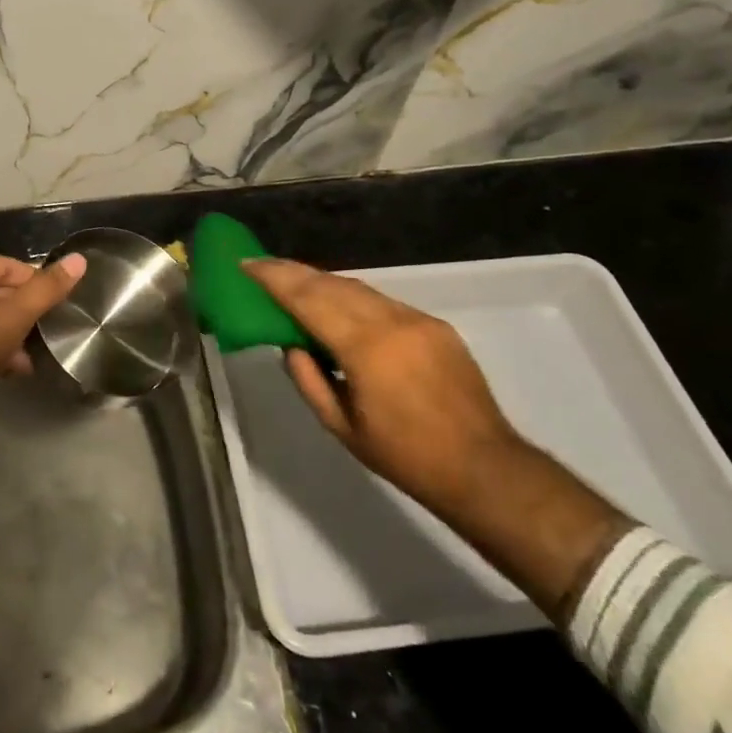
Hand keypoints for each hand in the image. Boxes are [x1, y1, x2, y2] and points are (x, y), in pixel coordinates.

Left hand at [0, 253, 86, 429]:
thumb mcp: (14, 314)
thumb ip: (47, 288)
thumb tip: (79, 260)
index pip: (11, 267)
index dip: (38, 285)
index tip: (59, 306)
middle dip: (26, 313)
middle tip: (50, 330)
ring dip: (13, 335)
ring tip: (37, 352)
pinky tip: (17, 368)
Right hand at [242, 258, 523, 512]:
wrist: (484, 468)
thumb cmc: (405, 457)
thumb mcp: (341, 426)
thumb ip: (308, 379)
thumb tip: (290, 344)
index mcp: (365, 348)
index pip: (308, 299)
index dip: (274, 278)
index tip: (247, 264)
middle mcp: (391, 321)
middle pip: (332, 284)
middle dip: (294, 272)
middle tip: (262, 266)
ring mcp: (417, 319)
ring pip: (359, 288)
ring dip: (322, 282)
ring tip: (294, 282)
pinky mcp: (435, 325)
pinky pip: (383, 302)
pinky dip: (353, 298)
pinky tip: (339, 307)